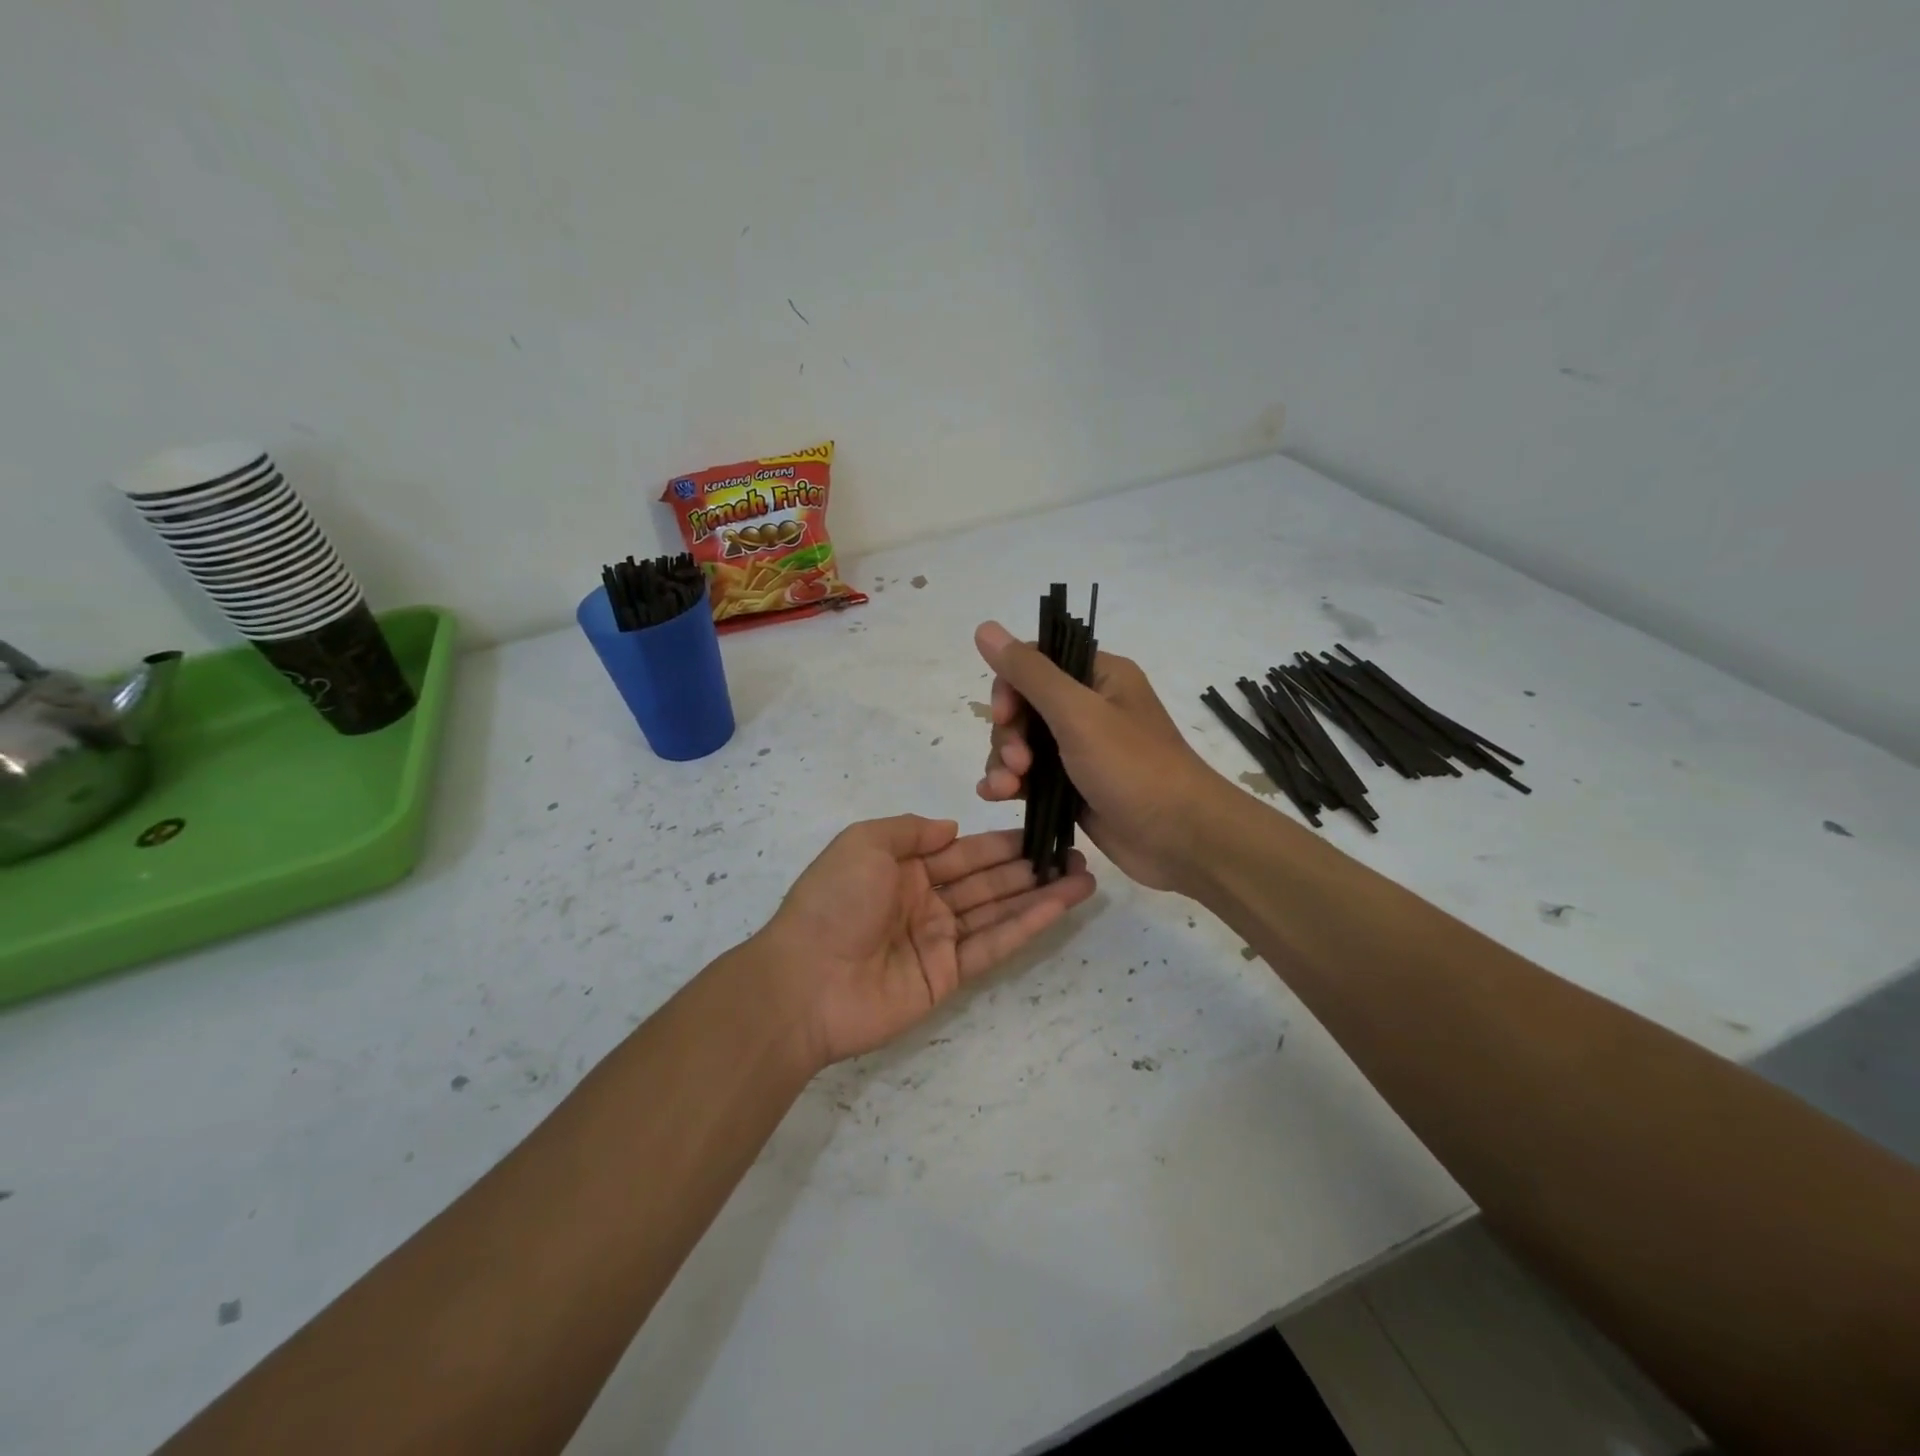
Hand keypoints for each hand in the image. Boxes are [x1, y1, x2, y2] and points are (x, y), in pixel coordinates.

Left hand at [757, 815, 1095, 1066]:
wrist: (805, 981)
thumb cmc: (833, 901)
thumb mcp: (863, 843)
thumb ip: (910, 831)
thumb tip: (952, 828)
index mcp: (903, 868)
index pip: (963, 851)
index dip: (1002, 842)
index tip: (1042, 831)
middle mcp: (925, 901)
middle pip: (987, 880)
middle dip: (1030, 866)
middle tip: (1075, 854)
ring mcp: (938, 940)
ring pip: (998, 911)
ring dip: (1040, 895)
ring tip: (1083, 878)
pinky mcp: (949, 976)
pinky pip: (993, 944)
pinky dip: (1027, 926)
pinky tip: (1058, 907)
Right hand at [974, 621, 1227, 893]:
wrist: (1180, 840)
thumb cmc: (1134, 768)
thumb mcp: (1078, 714)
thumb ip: (1030, 673)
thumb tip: (984, 627)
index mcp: (1099, 677)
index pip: (1036, 663)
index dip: (1010, 687)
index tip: (1006, 716)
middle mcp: (1089, 708)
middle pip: (1023, 706)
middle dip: (1009, 734)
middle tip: (1017, 764)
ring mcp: (1080, 750)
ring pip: (1022, 744)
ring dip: (1004, 762)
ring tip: (1005, 789)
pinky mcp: (1073, 787)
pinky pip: (1029, 776)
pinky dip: (1010, 783)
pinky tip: (996, 796)